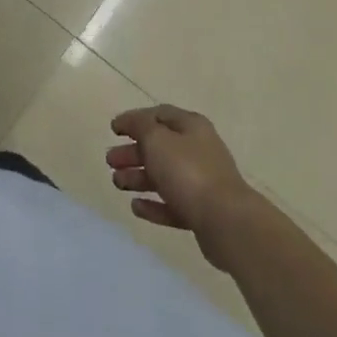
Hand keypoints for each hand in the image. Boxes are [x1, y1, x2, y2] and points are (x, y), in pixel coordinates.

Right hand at [107, 105, 262, 269]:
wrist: (226, 221)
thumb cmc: (188, 172)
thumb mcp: (157, 139)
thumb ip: (139, 126)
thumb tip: (129, 121)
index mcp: (191, 127)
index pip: (158, 115)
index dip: (134, 119)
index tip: (113, 130)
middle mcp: (198, 151)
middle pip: (159, 147)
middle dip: (132, 152)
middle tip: (110, 161)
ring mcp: (201, 183)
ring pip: (163, 176)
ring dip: (138, 178)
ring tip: (117, 184)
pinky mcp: (201, 212)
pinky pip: (172, 204)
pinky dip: (153, 205)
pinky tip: (136, 207)